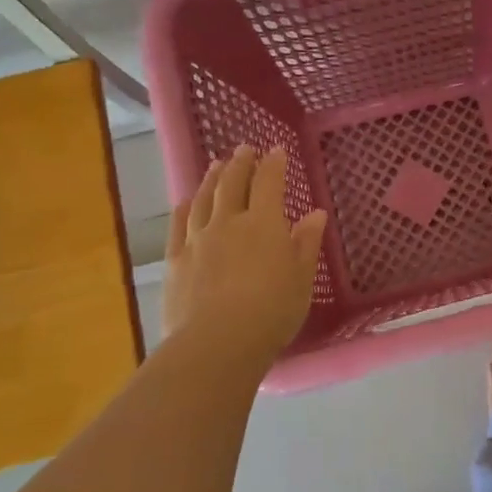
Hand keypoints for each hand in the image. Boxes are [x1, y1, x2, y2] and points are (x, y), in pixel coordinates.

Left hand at [162, 145, 327, 369]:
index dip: (273, 164)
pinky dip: (183, 209)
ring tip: (215, 165)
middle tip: (244, 148)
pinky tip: (184, 202)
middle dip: (240, 163)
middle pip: (232, 184)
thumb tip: (315, 214)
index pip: (269, 183)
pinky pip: (178, 226)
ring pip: (203, 199)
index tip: (276, 150)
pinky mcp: (176, 261)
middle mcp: (229, 223)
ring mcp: (198, 240)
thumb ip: (307, 243)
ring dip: (211, 179)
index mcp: (264, 224)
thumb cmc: (272, 311)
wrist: (218, 342)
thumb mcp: (301, 279)